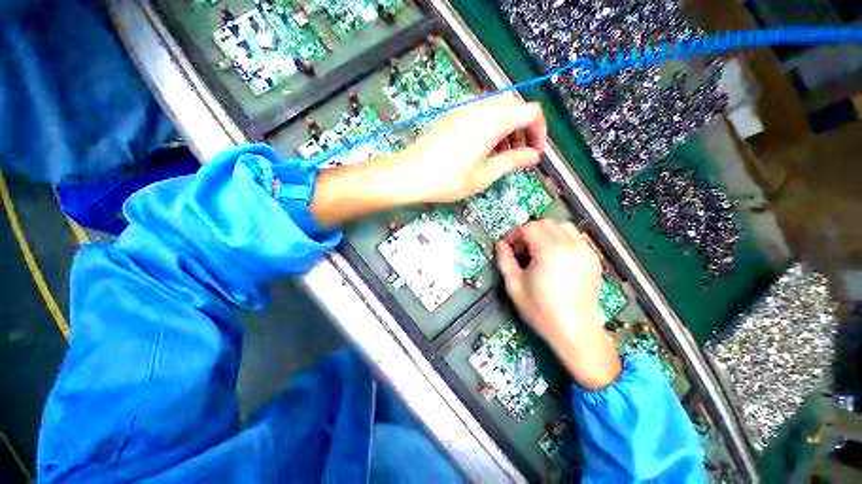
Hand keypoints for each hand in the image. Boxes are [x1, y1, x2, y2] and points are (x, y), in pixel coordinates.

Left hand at [390, 93, 546, 203]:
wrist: (409, 173)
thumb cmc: (448, 179)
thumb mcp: (485, 174)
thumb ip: (513, 161)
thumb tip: (533, 156)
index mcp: (493, 119)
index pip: (531, 112)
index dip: (539, 132)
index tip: (536, 153)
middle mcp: (480, 106)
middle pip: (514, 107)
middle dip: (523, 129)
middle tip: (520, 154)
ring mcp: (464, 108)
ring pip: (497, 109)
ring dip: (507, 128)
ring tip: (503, 155)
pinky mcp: (452, 114)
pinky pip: (480, 113)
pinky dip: (490, 126)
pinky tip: (484, 148)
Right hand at [496, 220, 621, 389]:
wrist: (576, 333)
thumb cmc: (541, 311)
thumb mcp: (514, 286)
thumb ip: (505, 260)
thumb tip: (501, 245)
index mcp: (549, 251)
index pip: (528, 228)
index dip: (514, 235)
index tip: (507, 247)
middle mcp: (570, 245)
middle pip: (545, 223)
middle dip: (528, 232)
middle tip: (520, 250)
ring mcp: (585, 251)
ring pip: (561, 226)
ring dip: (545, 233)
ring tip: (537, 251)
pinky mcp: (593, 259)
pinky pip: (574, 237)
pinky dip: (561, 239)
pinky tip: (554, 257)